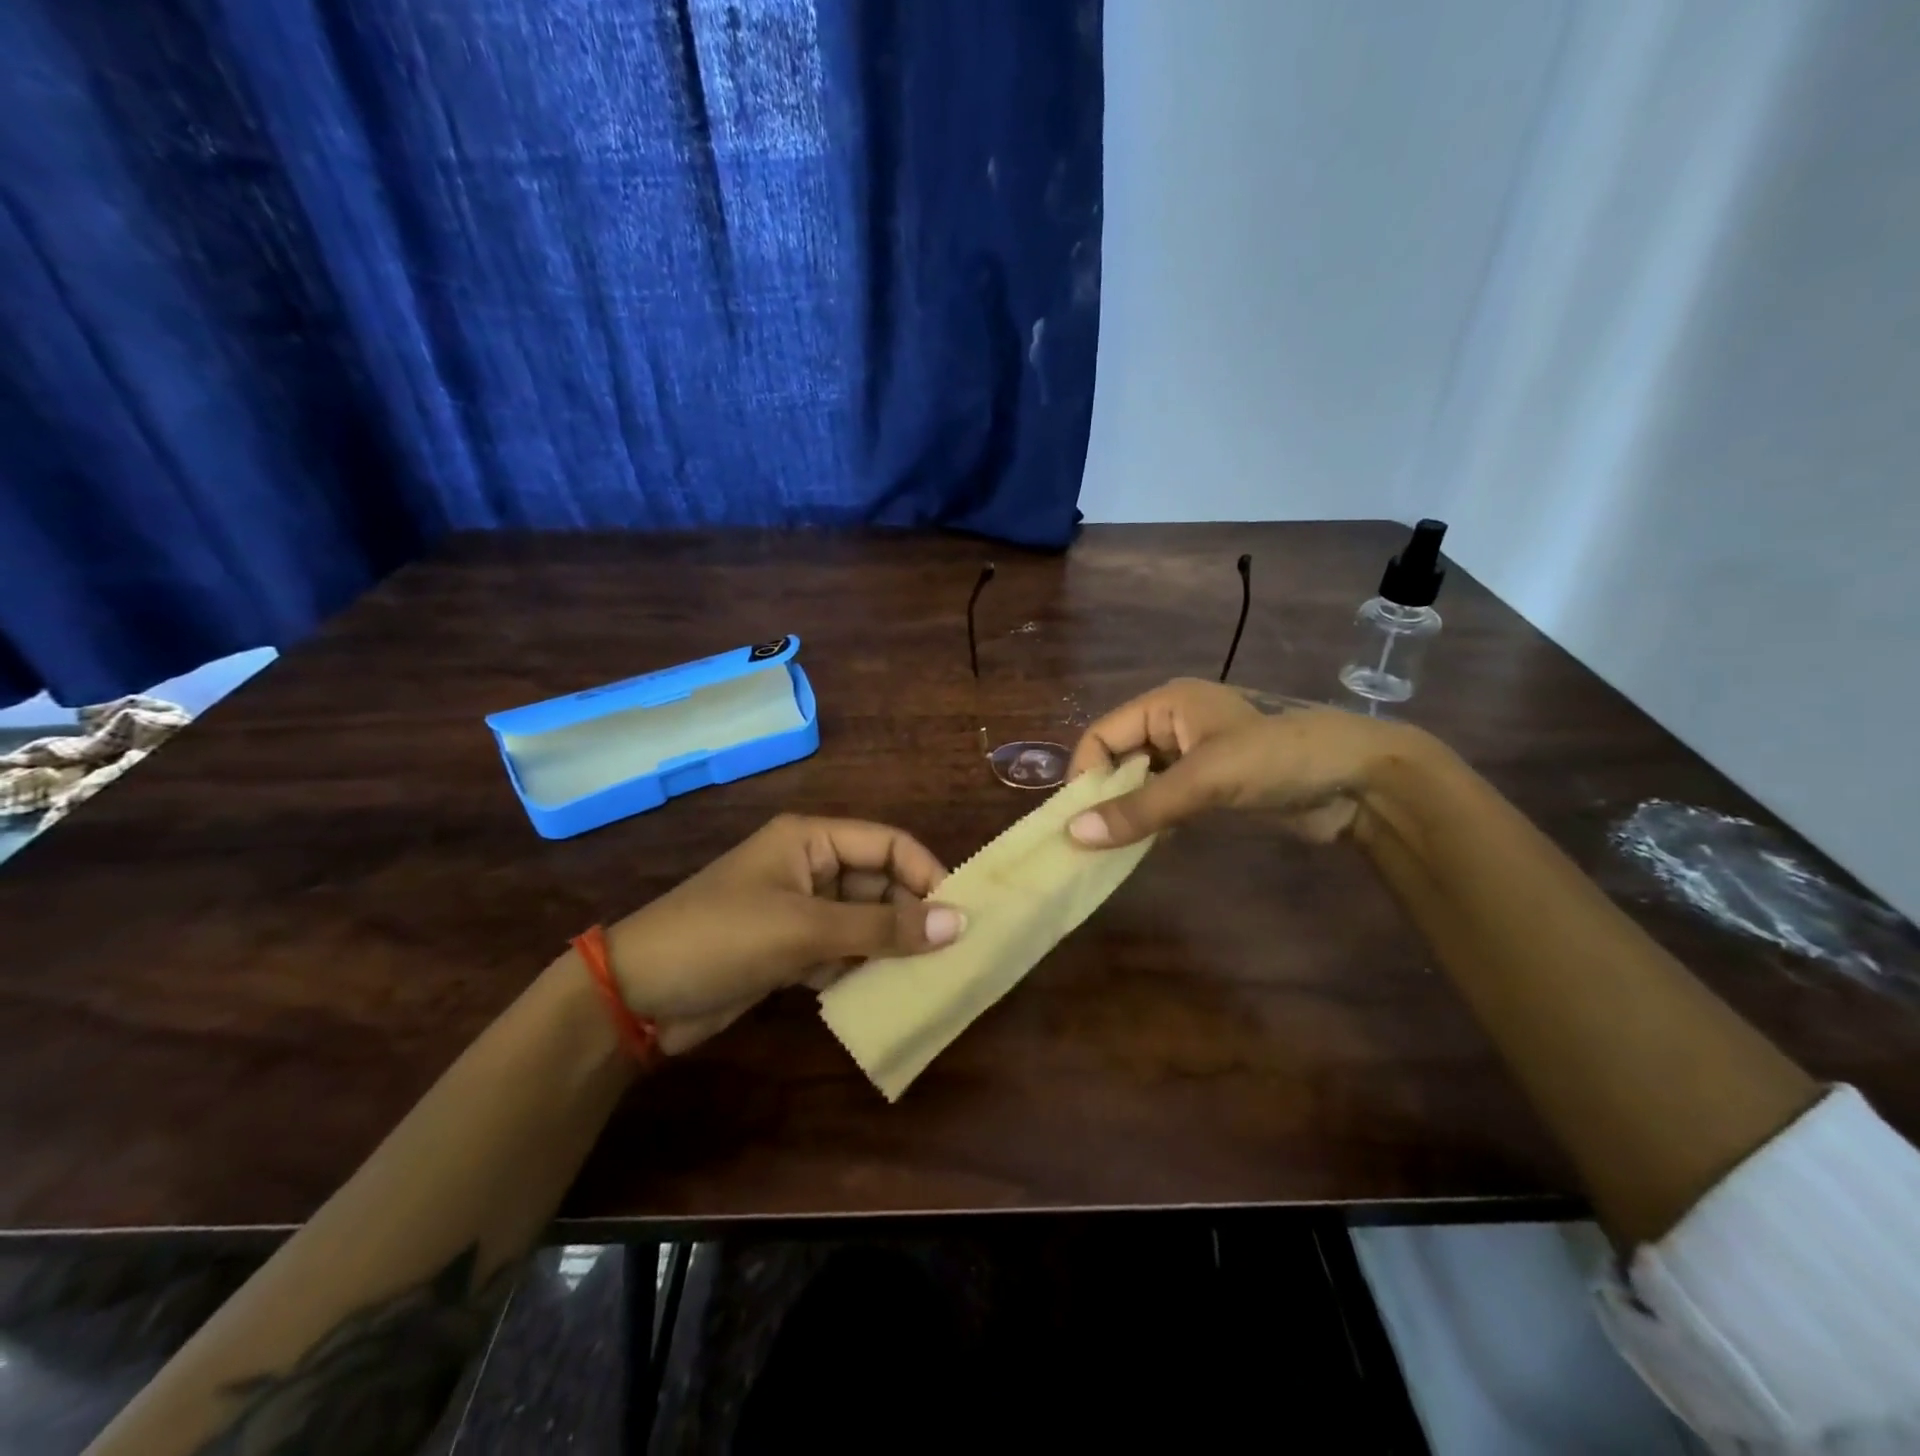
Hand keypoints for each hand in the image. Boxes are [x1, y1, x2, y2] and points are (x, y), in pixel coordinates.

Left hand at [603, 816, 963, 1054]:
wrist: (635, 997)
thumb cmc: (722, 939)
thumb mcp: (805, 929)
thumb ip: (882, 928)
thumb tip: (958, 924)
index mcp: (811, 839)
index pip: (887, 843)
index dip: (926, 872)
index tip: (960, 915)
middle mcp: (809, 866)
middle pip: (878, 883)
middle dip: (911, 915)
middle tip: (949, 955)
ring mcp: (798, 909)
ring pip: (863, 920)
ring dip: (889, 945)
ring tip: (927, 977)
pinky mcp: (788, 948)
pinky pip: (842, 949)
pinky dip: (860, 968)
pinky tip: (880, 992)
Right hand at [1064, 678, 1415, 848]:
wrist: (1360, 782)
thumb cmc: (1277, 760)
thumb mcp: (1204, 779)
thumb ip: (1140, 808)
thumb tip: (1073, 835)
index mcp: (1166, 704)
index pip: (1101, 735)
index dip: (1085, 774)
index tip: (1079, 820)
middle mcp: (1173, 725)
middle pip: (1118, 759)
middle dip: (1104, 796)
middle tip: (1092, 841)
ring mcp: (1194, 756)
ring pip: (1140, 784)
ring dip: (1128, 813)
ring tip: (1115, 848)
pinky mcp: (1212, 786)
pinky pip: (1165, 801)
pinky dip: (1153, 822)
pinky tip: (1148, 846)